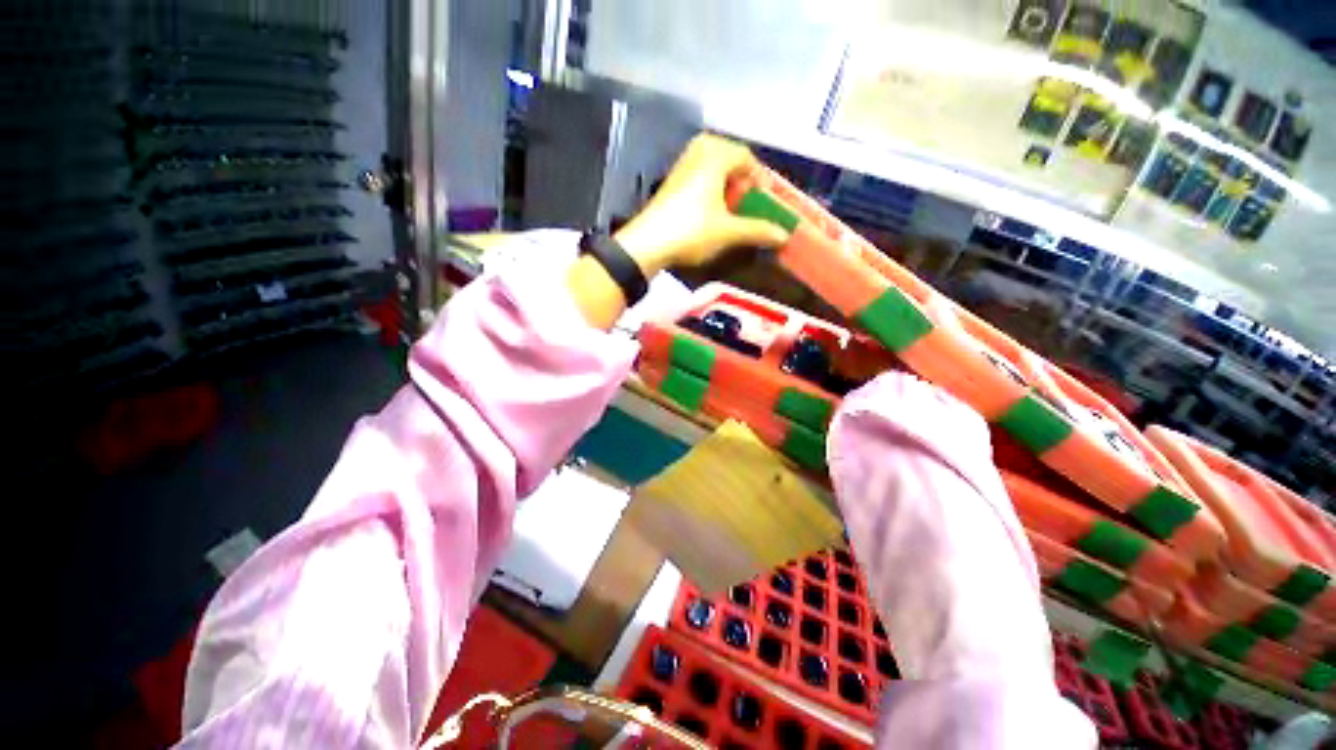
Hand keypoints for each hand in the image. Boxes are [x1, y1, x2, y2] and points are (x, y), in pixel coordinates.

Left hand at [614, 133, 789, 275]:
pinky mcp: (669, 184)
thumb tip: (784, 235)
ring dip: (723, 179)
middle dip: (740, 173)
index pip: (744, 155)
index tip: (765, 195)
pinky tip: (709, 209)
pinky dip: (708, 185)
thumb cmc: (691, 231)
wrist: (647, 244)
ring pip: (708, 163)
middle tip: (747, 194)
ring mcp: (680, 169)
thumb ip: (757, 230)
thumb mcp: (728, 232)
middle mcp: (696, 155)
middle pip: (725, 152)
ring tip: (730, 203)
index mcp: (714, 158)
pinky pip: (696, 174)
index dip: (759, 175)